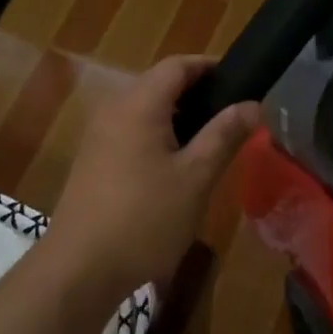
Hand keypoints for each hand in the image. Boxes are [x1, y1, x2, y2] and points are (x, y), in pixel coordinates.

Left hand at [45, 55, 261, 301]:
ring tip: (210, 141)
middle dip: (197, 92)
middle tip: (231, 116)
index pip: (177, 64)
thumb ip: (224, 135)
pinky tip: (176, 166)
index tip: (240, 81)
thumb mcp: (196, 177)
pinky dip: (158, 134)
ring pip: (146, 108)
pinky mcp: (93, 159)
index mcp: (139, 103)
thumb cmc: (145, 218)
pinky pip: (132, 130)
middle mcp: (115, 108)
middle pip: (160, 83)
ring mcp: (99, 134)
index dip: (209, 66)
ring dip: (178, 116)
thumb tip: (252, 104)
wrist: (80, 269)